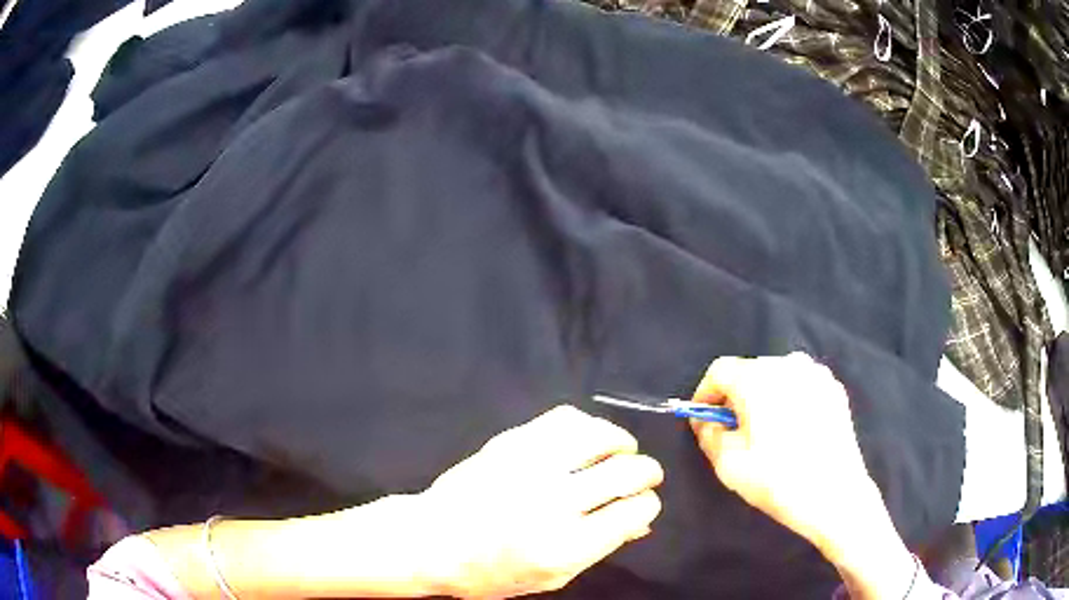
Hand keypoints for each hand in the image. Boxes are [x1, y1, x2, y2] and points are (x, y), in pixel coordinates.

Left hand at [417, 405, 663, 598]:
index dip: (647, 505)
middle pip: (627, 472)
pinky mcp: (512, 442)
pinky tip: (588, 438)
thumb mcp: (552, 577)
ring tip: (622, 451)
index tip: (642, 504)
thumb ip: (601, 548)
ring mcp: (531, 466)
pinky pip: (566, 418)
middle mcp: (555, 502)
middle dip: (647, 472)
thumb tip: (641, 521)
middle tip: (644, 476)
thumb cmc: (492, 571)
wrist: (433, 540)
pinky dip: (588, 425)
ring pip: (600, 436)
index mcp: (567, 545)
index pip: (635, 510)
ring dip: (622, 442)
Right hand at [687, 353, 888, 557]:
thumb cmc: (777, 480)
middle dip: (736, 397)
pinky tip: (795, 431)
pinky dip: (790, 400)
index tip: (702, 419)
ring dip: (764, 397)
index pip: (720, 371)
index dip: (705, 394)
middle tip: (734, 431)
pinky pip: (802, 386)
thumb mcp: (728, 464)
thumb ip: (708, 434)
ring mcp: (817, 374)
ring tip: (767, 432)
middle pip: (750, 371)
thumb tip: (706, 420)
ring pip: (778, 377)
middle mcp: (789, 363)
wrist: (835, 496)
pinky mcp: (835, 389)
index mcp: (758, 377)